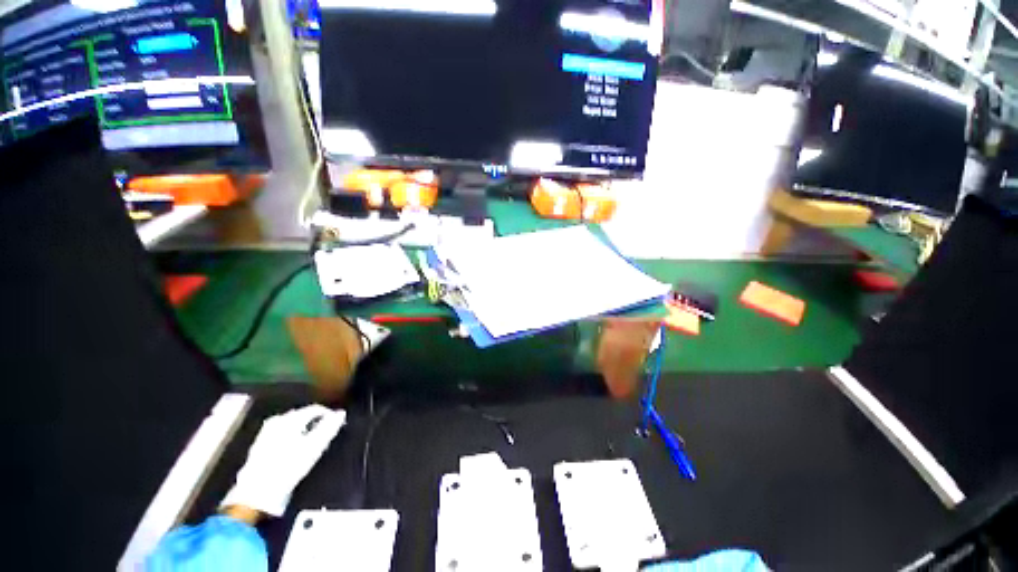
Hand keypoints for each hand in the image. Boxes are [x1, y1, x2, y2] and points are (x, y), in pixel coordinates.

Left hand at [221, 405, 345, 516]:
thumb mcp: (314, 447)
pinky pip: (283, 434)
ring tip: (312, 445)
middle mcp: (276, 421)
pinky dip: (293, 439)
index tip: (336, 426)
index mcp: (289, 419)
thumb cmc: (288, 468)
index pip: (316, 409)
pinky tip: (296, 452)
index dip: (329, 416)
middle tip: (325, 437)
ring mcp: (266, 432)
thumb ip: (329, 427)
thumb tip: (341, 413)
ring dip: (304, 432)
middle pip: (303, 416)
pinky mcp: (260, 444)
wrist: (257, 493)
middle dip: (316, 424)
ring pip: (293, 426)